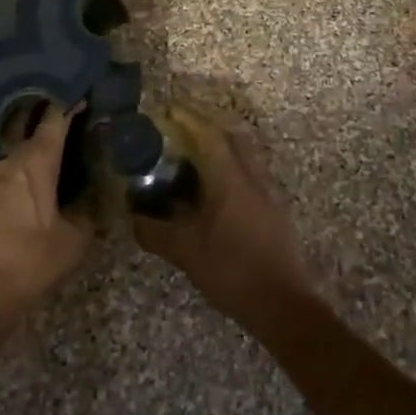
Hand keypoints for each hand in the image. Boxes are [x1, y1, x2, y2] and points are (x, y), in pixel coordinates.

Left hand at [0, 104, 90, 326]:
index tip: (81, 95)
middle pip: (22, 111)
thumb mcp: (72, 242)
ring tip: (21, 119)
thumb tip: (99, 186)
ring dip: (10, 120)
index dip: (71, 101)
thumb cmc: (25, 266)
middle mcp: (4, 150)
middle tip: (51, 102)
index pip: (57, 116)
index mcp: (37, 161)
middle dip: (38, 102)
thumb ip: (87, 208)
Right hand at [132, 103, 313, 324]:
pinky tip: (214, 193)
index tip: (170, 109)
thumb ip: (155, 231)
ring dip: (222, 149)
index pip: (210, 135)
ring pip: (245, 156)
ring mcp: (267, 194)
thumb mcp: (185, 252)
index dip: (190, 118)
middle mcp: (252, 178)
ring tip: (195, 160)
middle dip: (208, 127)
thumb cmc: (232, 270)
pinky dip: (231, 171)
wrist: (283, 305)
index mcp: (230, 179)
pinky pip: (250, 176)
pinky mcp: (273, 212)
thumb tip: (132, 217)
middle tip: (182, 131)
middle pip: (233, 138)